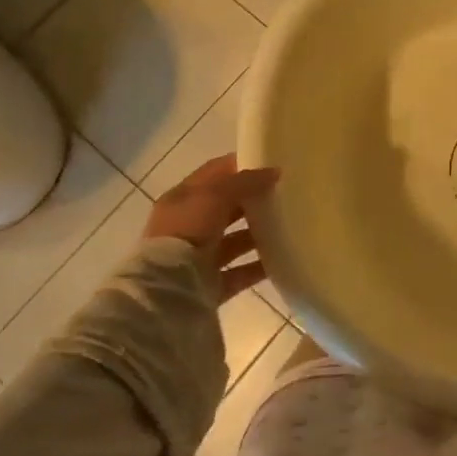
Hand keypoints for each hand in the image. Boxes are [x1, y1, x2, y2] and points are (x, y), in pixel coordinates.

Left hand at [145, 155, 278, 303]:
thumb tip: (274, 172)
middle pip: (226, 208)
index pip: (213, 174)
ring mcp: (198, 258)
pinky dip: (259, 266)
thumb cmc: (186, 232)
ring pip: (234, 241)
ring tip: (288, 226)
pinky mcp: (211, 285)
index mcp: (182, 200)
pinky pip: (241, 272)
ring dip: (258, 234)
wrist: (167, 292)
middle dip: (252, 201)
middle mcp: (188, 227)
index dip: (240, 166)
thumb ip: (244, 182)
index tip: (270, 163)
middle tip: (285, 194)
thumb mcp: (214, 196)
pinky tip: (282, 258)